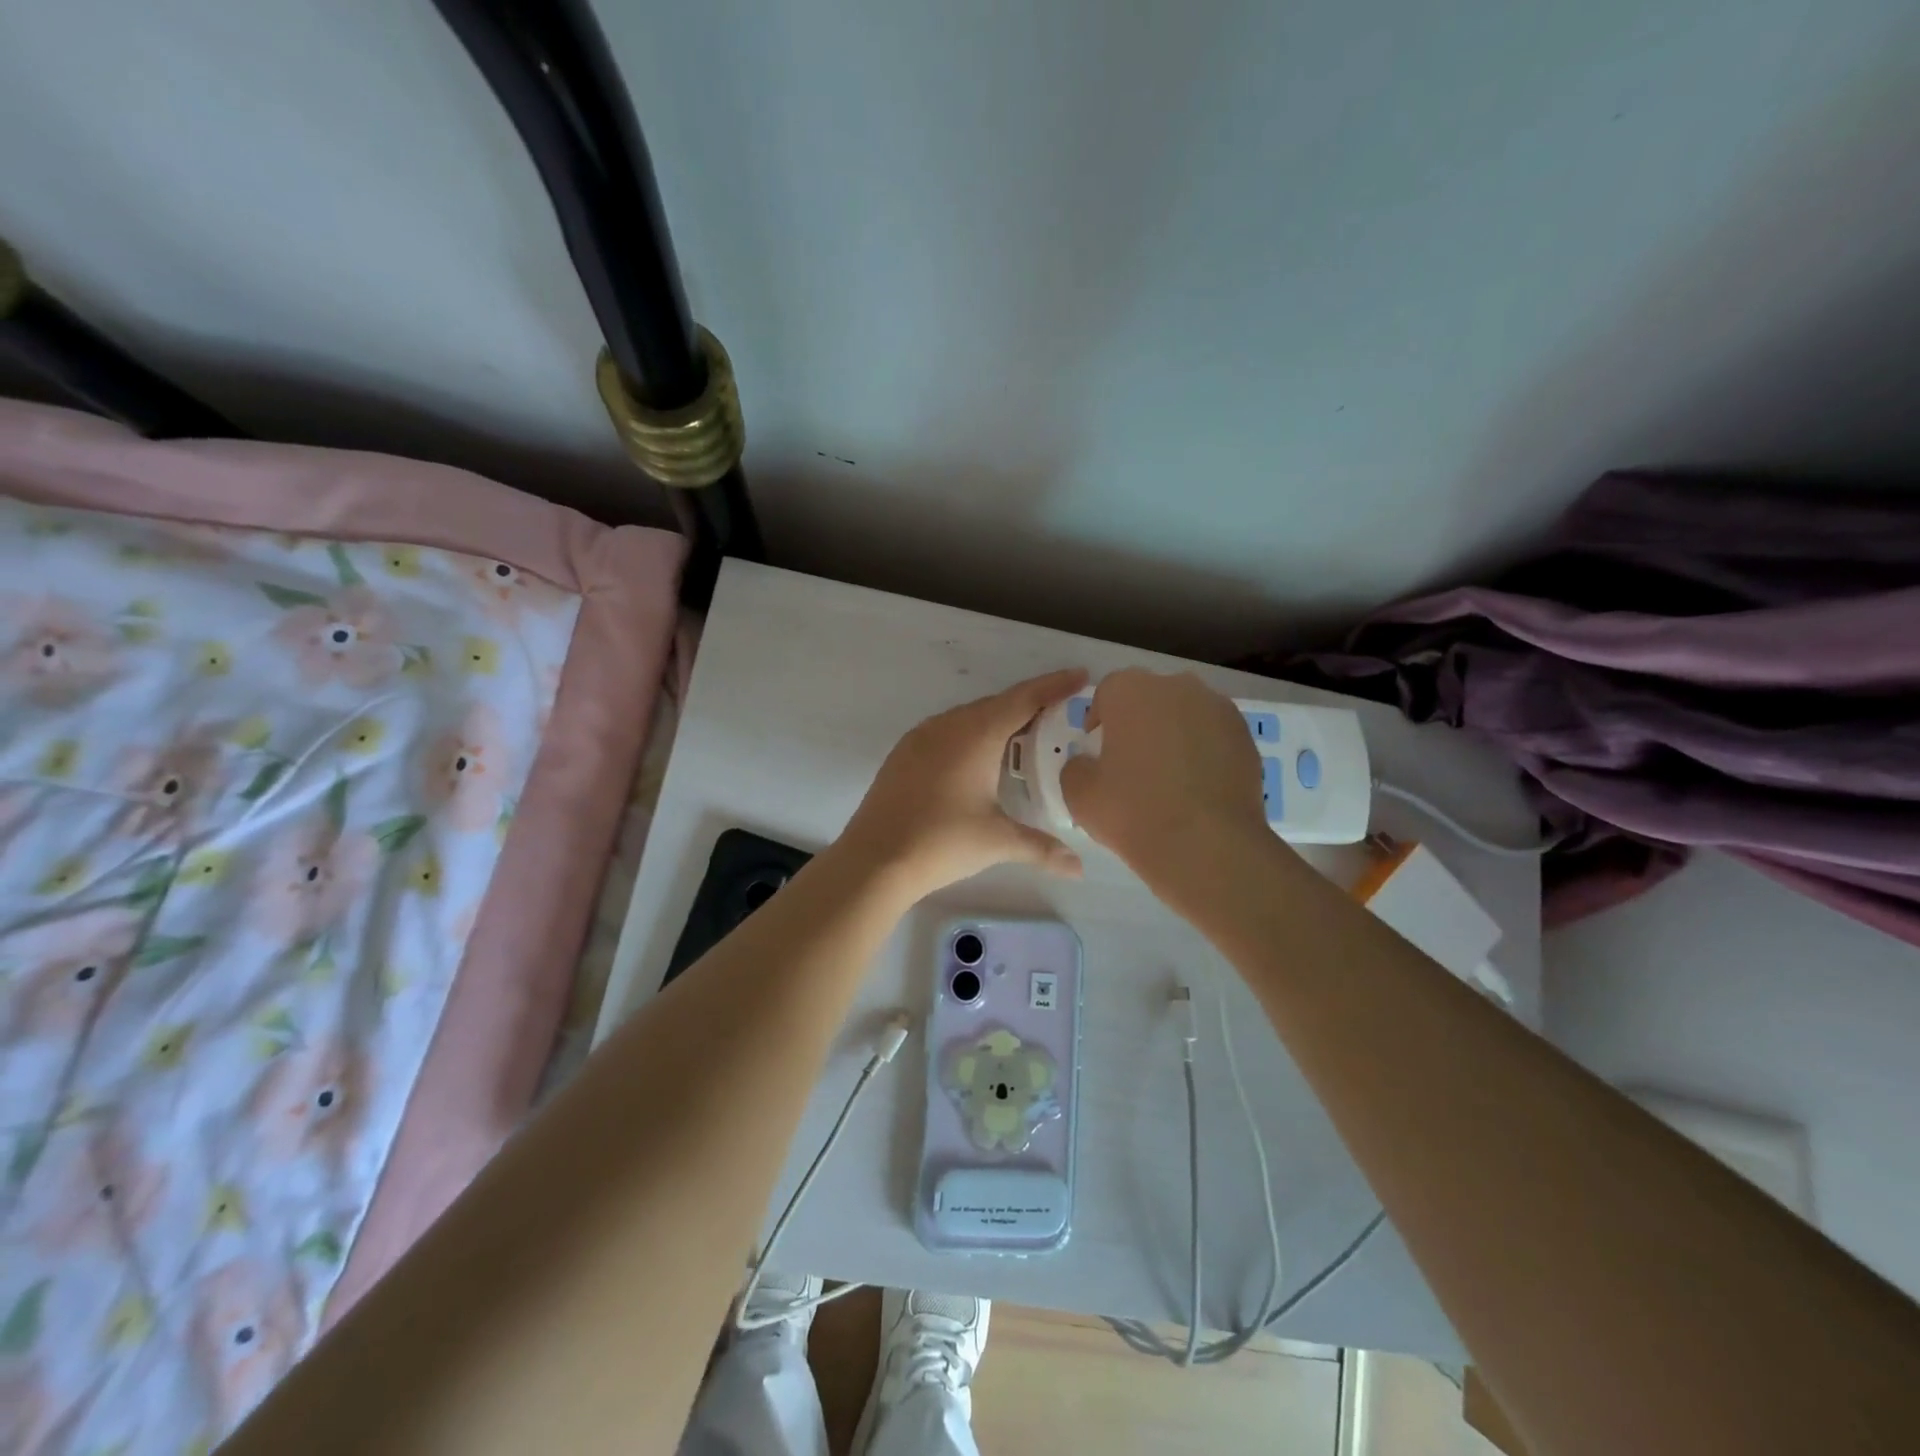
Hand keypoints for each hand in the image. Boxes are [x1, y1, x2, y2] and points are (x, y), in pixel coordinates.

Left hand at [840, 669, 1087, 899]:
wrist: (875, 859)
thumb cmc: (942, 842)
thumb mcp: (997, 842)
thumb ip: (1042, 847)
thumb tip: (1078, 869)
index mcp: (976, 734)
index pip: (1024, 698)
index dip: (1055, 685)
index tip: (1081, 675)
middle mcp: (948, 725)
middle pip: (997, 704)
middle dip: (1029, 705)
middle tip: (1059, 714)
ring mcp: (921, 737)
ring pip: (968, 717)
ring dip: (998, 720)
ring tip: (1023, 736)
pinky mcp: (903, 753)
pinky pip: (946, 731)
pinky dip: (971, 735)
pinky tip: (978, 758)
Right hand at [1059, 669, 1274, 891]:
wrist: (1207, 845)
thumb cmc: (1134, 812)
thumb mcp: (1079, 794)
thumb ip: (1076, 767)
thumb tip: (1088, 763)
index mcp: (1130, 691)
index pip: (1107, 692)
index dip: (1100, 719)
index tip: (1098, 751)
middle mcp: (1177, 686)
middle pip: (1149, 698)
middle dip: (1139, 722)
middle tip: (1132, 763)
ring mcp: (1218, 708)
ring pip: (1185, 714)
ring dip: (1173, 735)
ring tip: (1169, 777)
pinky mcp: (1246, 736)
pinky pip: (1213, 736)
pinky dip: (1203, 751)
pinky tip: (1197, 787)